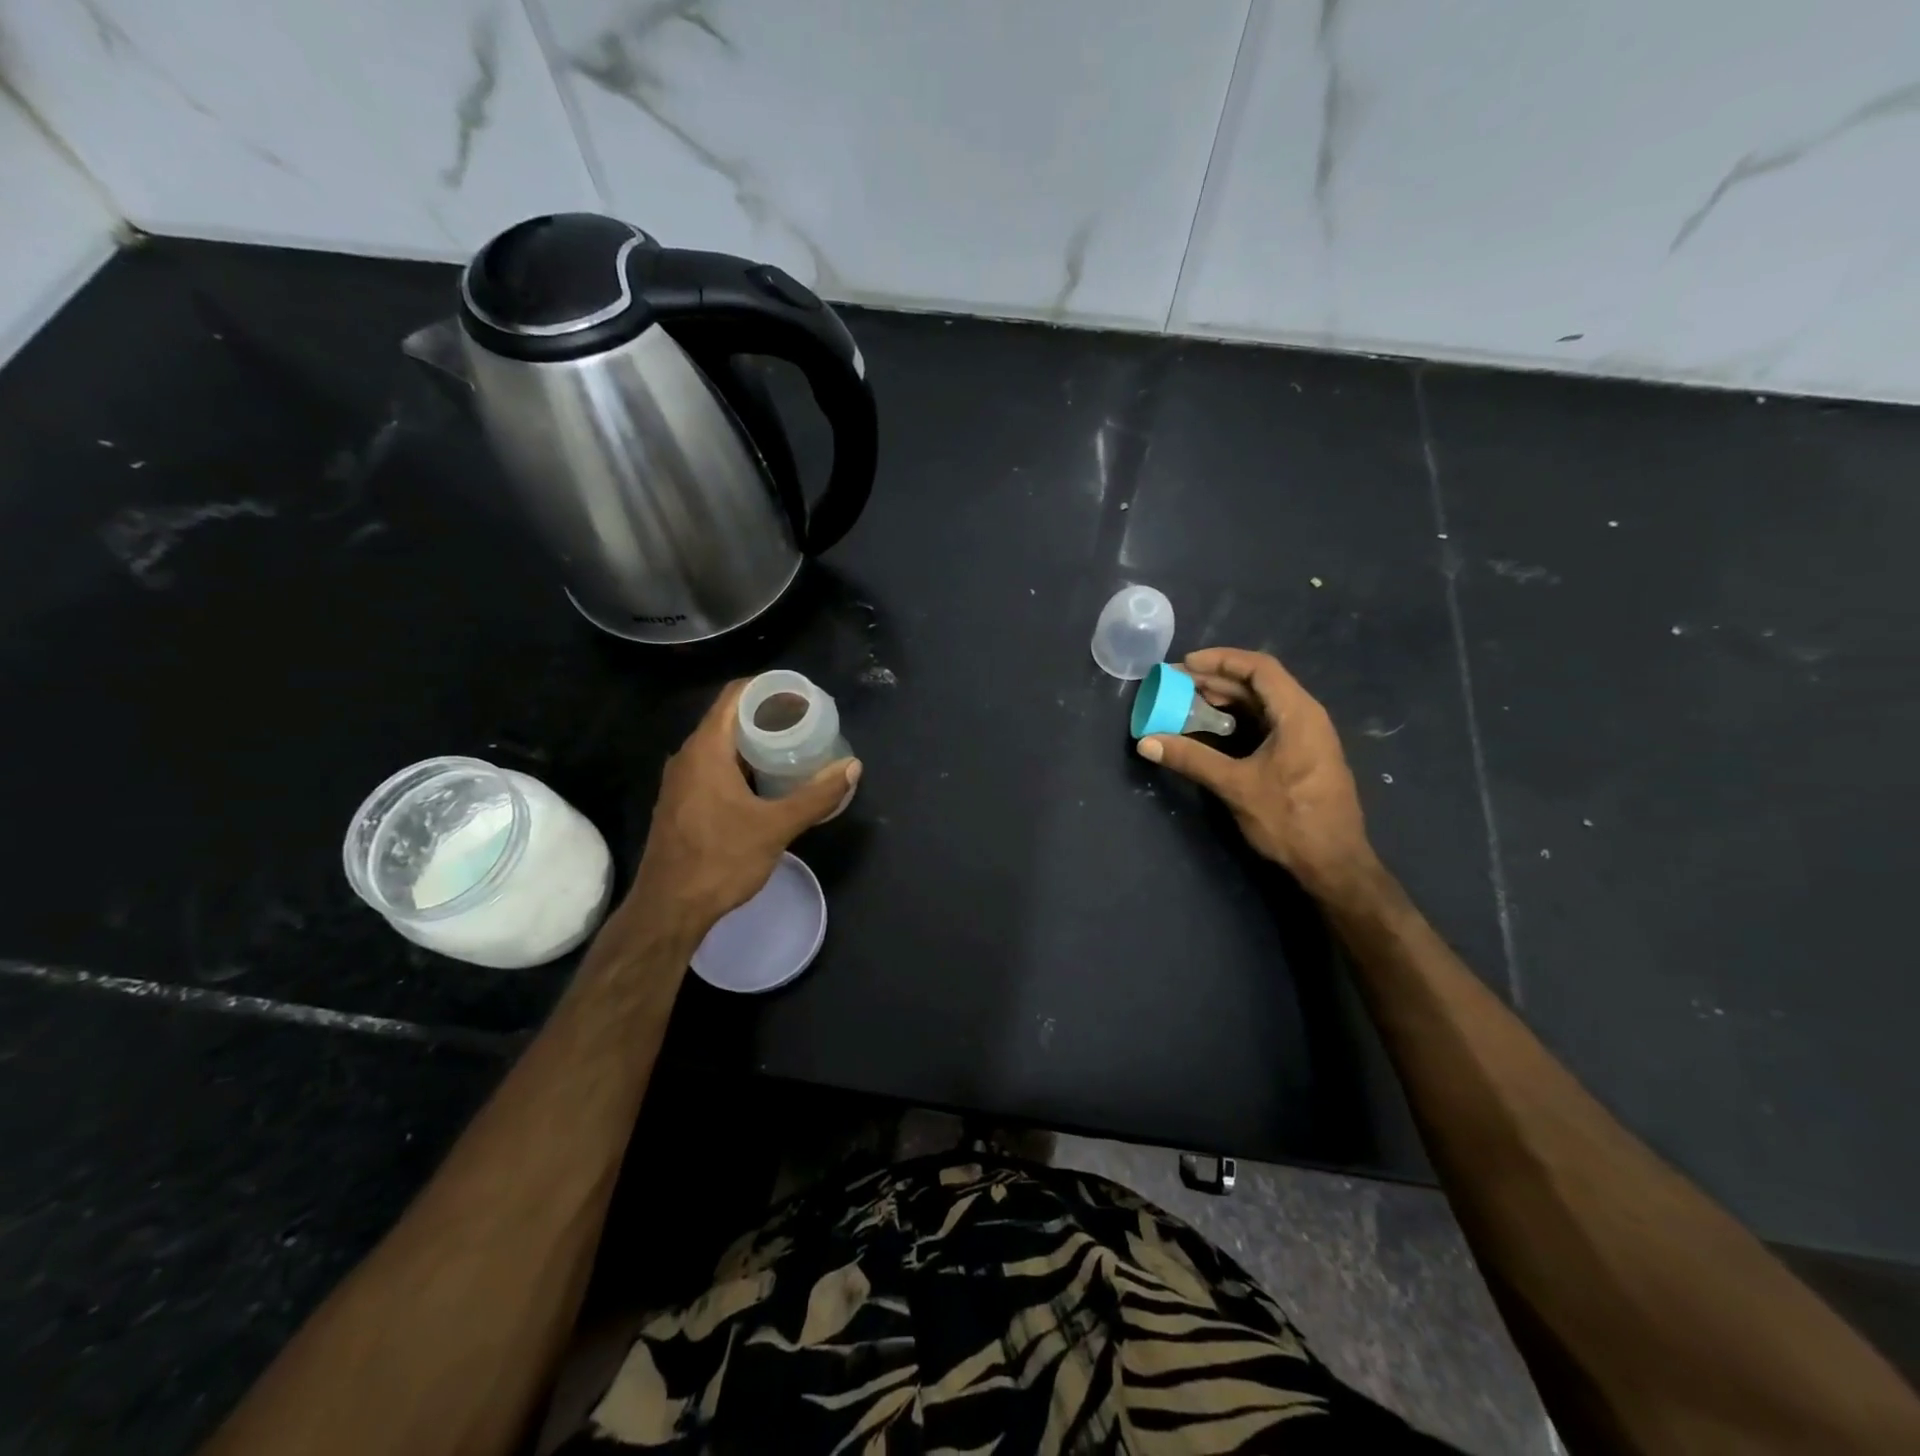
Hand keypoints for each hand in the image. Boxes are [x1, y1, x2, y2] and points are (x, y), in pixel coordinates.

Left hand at [626, 681, 858, 937]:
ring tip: (794, 749)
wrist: (669, 909)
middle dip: (768, 716)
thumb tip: (852, 767)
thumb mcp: (776, 827)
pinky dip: (742, 764)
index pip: (735, 695)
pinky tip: (767, 782)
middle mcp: (688, 757)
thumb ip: (816, 795)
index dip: (768, 687)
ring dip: (755, 743)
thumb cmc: (720, 860)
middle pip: (729, 718)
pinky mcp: (682, 803)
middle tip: (807, 722)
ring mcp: (681, 781)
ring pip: (722, 746)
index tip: (802, 695)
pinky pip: (714, 768)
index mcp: (706, 750)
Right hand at [1137, 647, 1374, 897]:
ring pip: (1261, 705)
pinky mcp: (1300, 756)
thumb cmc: (1290, 819)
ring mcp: (1305, 737)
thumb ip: (1191, 759)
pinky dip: (1237, 720)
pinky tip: (1211, 730)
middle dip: (1216, 680)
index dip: (1221, 660)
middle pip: (1258, 684)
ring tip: (1186, 702)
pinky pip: (1265, 724)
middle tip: (1176, 684)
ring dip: (1225, 700)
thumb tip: (1146, 742)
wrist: (1334, 864)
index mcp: (1298, 714)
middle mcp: (1305, 717)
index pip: (1259, 668)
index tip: (1185, 664)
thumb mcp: (1236, 786)